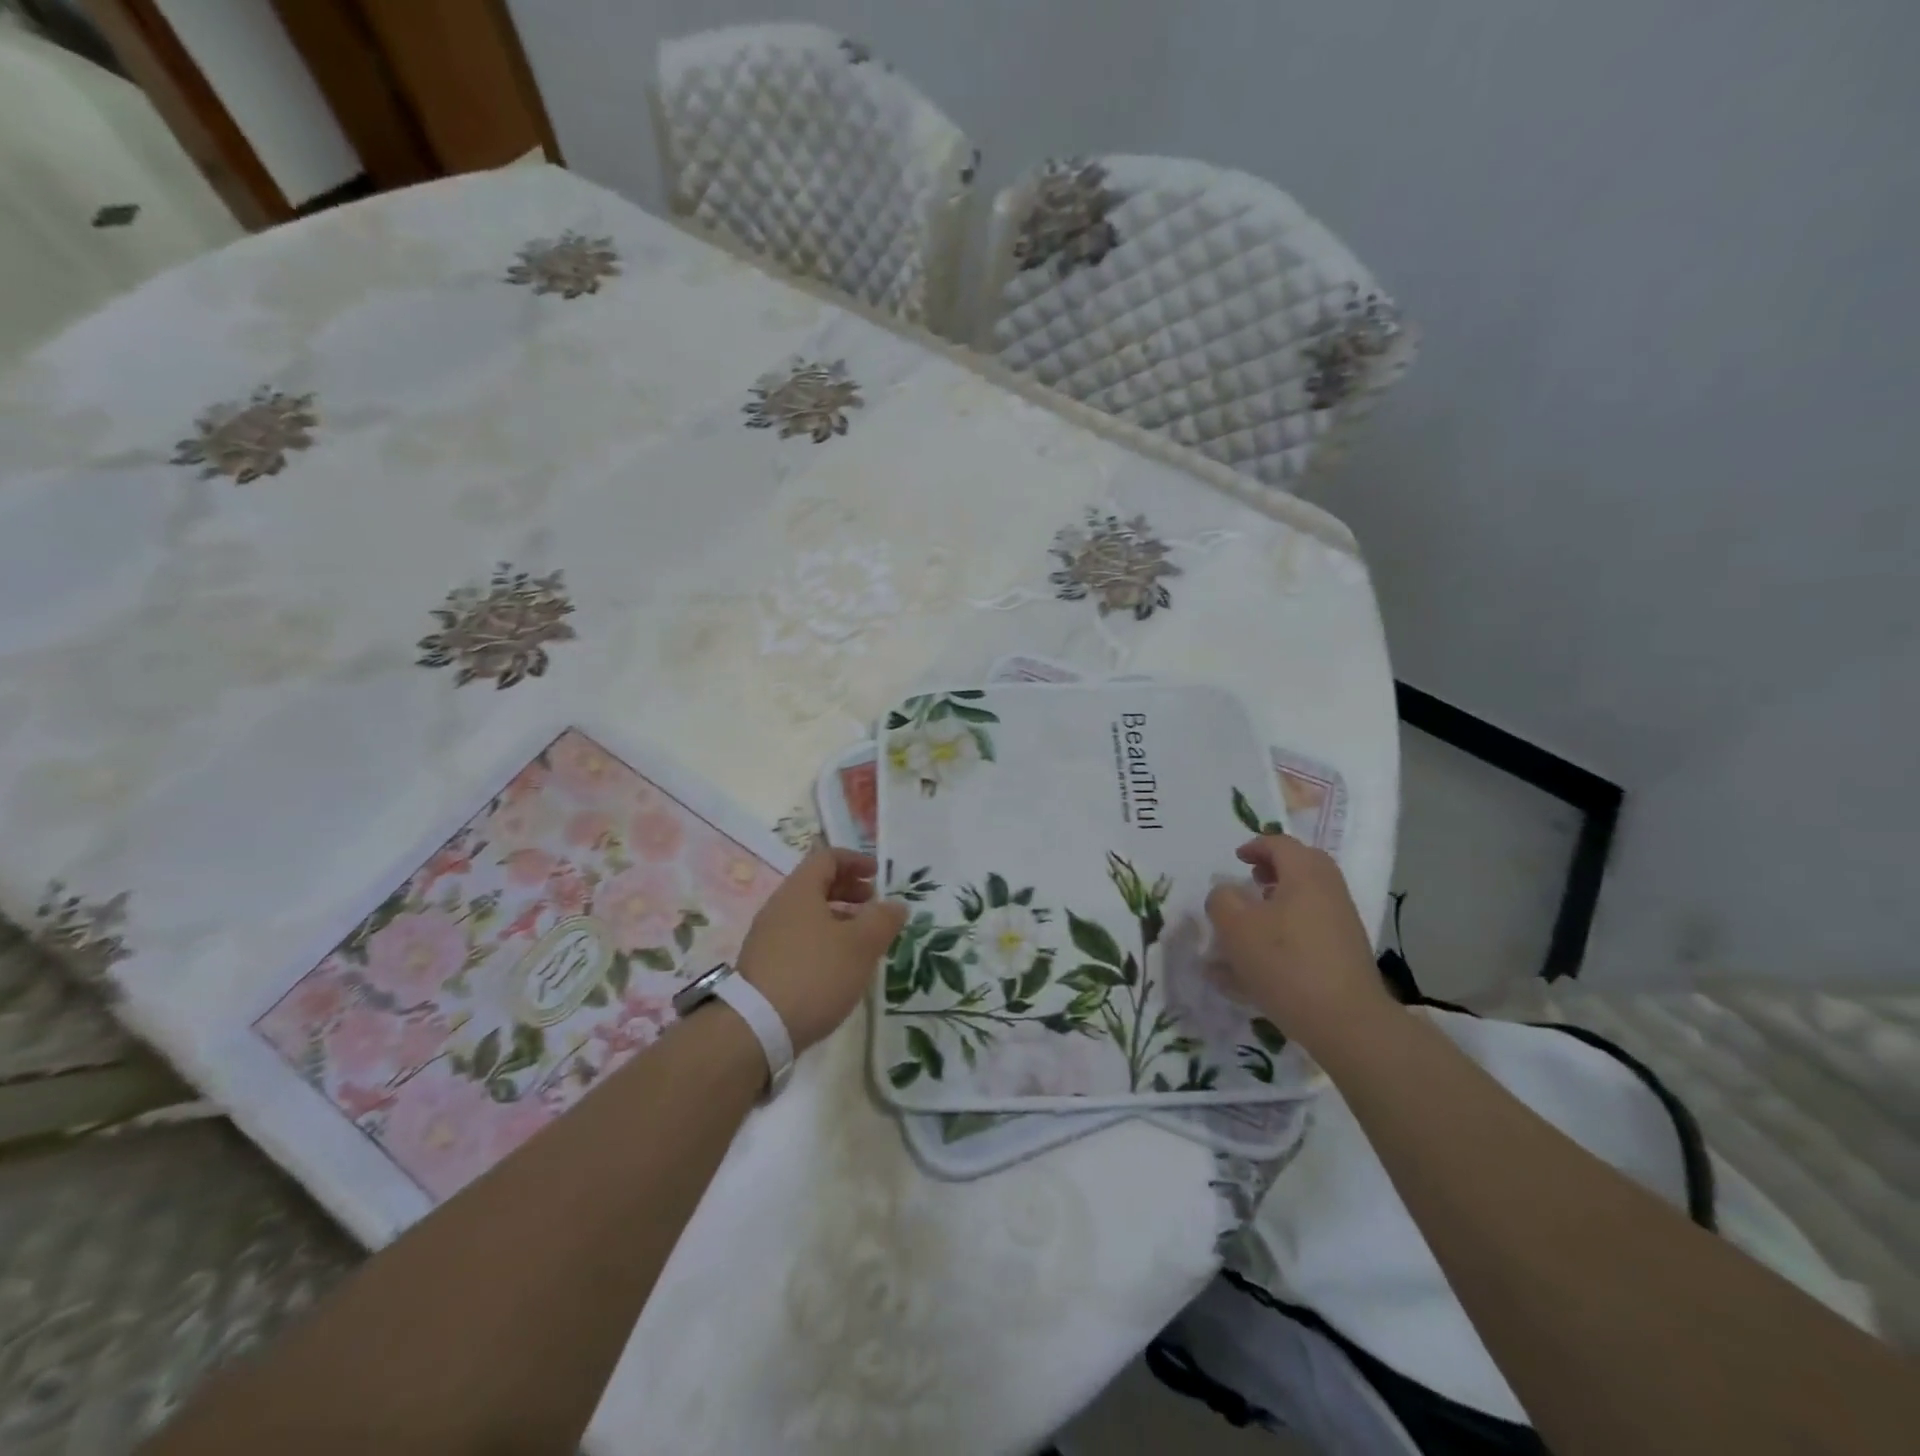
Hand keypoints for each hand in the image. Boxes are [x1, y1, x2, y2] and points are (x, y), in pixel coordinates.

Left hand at [735, 845, 907, 1052]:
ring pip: (808, 914)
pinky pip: (799, 938)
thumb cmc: (815, 974)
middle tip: (873, 904)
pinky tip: (838, 966)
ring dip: (838, 917)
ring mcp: (768, 937)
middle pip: (816, 884)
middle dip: (848, 889)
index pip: (826, 857)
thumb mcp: (861, 945)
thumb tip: (896, 905)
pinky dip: (823, 939)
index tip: (877, 874)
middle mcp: (779, 907)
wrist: (757, 1028)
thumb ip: (883, 920)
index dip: (854, 860)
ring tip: (862, 938)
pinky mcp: (764, 965)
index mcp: (800, 891)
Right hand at [1204, 835, 1394, 1051]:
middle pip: (1302, 866)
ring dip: (1281, 900)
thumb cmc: (1285, 963)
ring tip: (1254, 921)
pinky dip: (1290, 928)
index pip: (1280, 844)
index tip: (1237, 859)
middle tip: (1251, 881)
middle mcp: (1329, 891)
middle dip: (1274, 869)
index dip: (1255, 846)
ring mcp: (1343, 923)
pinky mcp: (1346, 953)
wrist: (1346, 1022)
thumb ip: (1222, 900)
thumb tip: (1226, 893)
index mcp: (1305, 874)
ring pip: (1308, 898)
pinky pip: (1313, 927)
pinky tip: (1267, 959)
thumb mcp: (1235, 927)